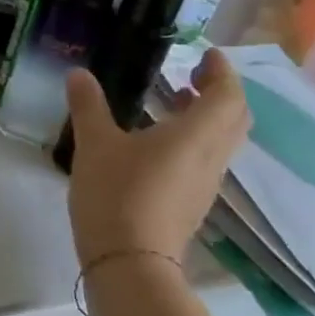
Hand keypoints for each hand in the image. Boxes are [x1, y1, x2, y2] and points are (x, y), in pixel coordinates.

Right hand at [64, 48, 249, 269]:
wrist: (130, 260)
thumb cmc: (116, 193)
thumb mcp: (95, 144)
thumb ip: (88, 106)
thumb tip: (79, 73)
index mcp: (195, 135)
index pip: (228, 95)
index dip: (222, 71)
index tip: (206, 54)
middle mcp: (211, 157)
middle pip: (235, 118)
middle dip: (220, 92)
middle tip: (193, 76)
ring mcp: (205, 183)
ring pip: (223, 141)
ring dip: (208, 117)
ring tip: (175, 103)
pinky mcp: (192, 202)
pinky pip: (206, 160)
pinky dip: (195, 140)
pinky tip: (159, 143)